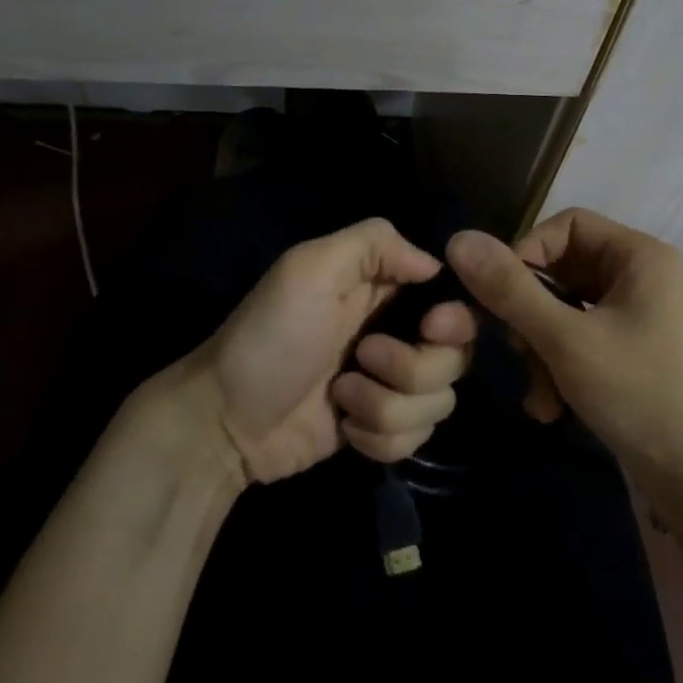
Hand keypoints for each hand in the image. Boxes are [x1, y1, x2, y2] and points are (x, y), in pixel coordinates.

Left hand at [189, 218, 475, 483]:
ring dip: (388, 405)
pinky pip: (417, 438)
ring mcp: (390, 385)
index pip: (453, 298)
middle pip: (455, 355)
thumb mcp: (310, 268)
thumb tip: (435, 265)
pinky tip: (346, 429)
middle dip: (414, 367)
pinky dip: (382, 438)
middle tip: (363, 358)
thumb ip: (374, 243)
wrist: (226, 419)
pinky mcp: (381, 427)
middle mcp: (397, 332)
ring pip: (439, 401)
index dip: (454, 317)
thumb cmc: (271, 335)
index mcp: (384, 288)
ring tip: (341, 397)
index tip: (431, 328)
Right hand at [446, 209, 682, 527]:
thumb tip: (458, 238)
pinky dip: (561, 371)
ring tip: (540, 397)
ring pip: (565, 314)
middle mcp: (641, 278)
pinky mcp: (635, 357)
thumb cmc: (643, 397)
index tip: (496, 297)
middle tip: (516, 354)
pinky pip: (582, 344)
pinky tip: (552, 410)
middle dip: (529, 317)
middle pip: (561, 272)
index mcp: (638, 256)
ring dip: (540, 352)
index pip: (564, 226)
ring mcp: (640, 320)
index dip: (523, 254)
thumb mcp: (566, 341)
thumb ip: (510, 289)